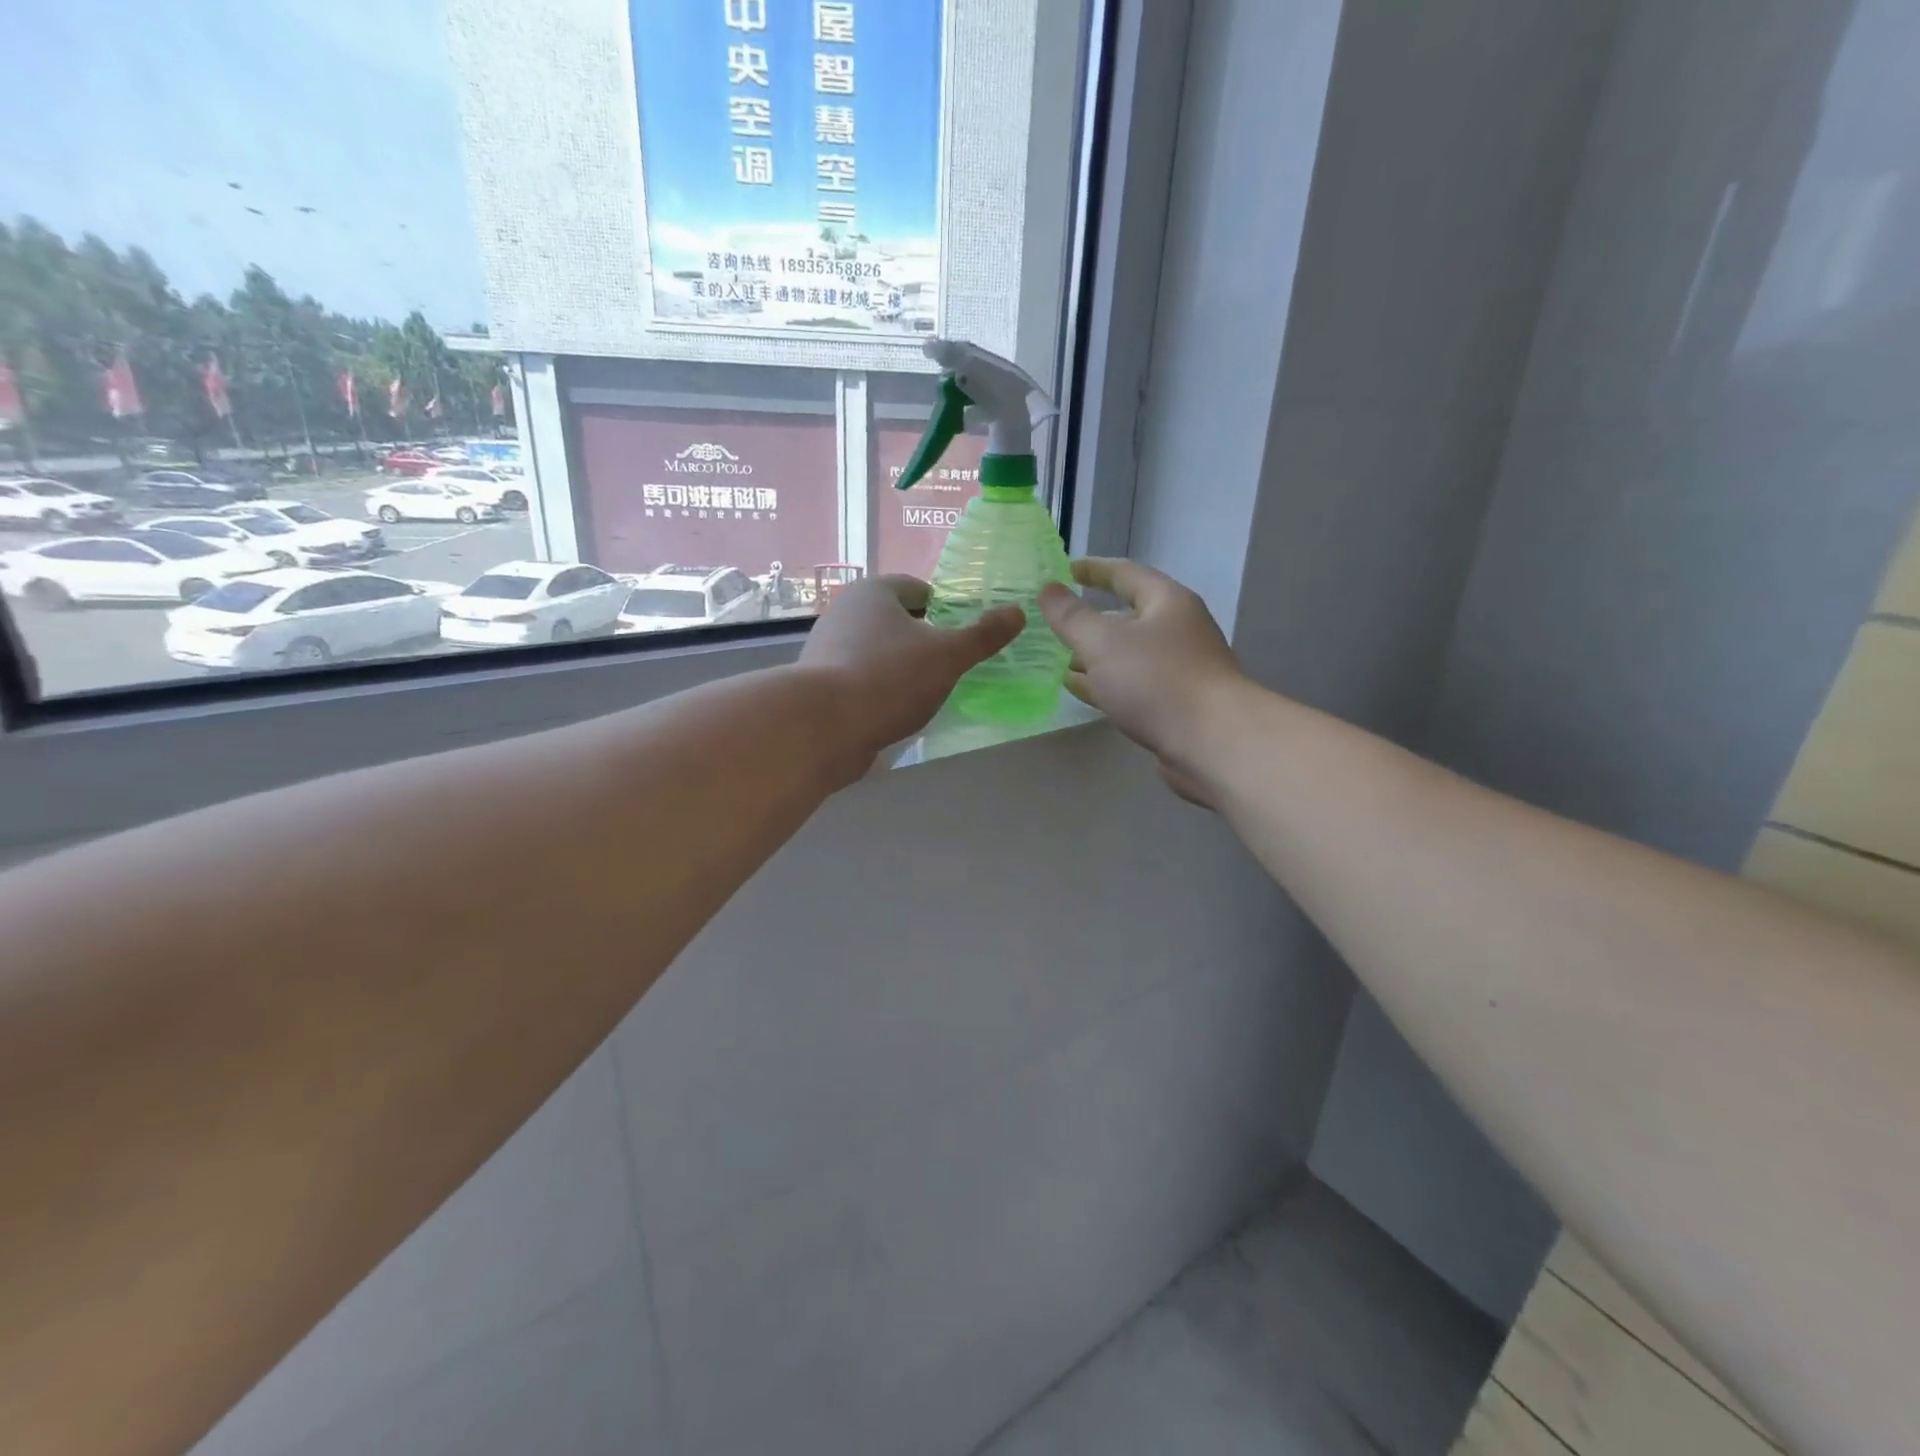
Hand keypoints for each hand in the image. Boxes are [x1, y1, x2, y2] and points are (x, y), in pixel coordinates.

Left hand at [801, 575, 1023, 774]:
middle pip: (896, 620)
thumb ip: (983, 635)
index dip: (944, 607)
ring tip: (928, 692)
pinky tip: (896, 711)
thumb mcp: (948, 655)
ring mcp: (827, 648)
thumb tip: (1017, 612)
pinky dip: (880, 689)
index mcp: (874, 592)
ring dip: (901, 666)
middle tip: (951, 664)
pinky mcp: (820, 684)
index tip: (963, 633)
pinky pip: (861, 678)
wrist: (823, 727)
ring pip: (877, 650)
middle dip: (923, 639)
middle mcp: (845, 611)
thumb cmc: (890, 677)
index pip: (917, 588)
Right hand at [1039, 558, 1244, 804]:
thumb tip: (1048, 589)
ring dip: (1095, 657)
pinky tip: (1082, 691)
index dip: (1093, 570)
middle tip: (1054, 624)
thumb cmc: (1157, 680)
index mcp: (1167, 602)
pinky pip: (1133, 685)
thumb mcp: (1103, 642)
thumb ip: (1071, 616)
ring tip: (1058, 660)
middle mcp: (1178, 630)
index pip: (1125, 574)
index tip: (1064, 570)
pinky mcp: (1177, 705)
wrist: (1212, 742)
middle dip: (1090, 620)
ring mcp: (1180, 669)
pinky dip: (1106, 684)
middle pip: (1128, 616)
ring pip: (1128, 655)